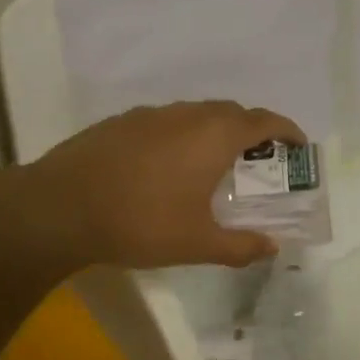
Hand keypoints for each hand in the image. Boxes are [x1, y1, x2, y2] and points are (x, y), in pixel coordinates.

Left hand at [21, 101, 308, 269]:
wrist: (60, 207)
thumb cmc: (140, 222)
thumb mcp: (196, 243)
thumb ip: (240, 246)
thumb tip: (271, 247)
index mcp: (214, 136)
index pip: (263, 121)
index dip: (286, 130)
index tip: (298, 145)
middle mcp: (187, 114)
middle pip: (231, 111)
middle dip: (251, 130)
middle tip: (257, 159)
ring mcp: (151, 114)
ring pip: (196, 113)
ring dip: (214, 130)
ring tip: (213, 163)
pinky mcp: (122, 121)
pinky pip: (166, 121)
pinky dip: (181, 134)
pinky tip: (166, 165)